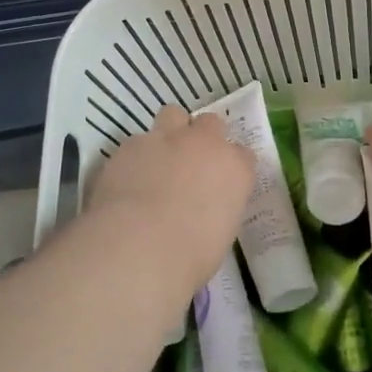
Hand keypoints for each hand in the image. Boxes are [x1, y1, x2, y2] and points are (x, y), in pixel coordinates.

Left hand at [86, 106, 255, 289]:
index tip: (222, 182)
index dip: (231, 166)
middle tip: (191, 162)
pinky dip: (136, 156)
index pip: (243, 155)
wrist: (139, 246)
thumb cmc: (191, 256)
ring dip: (170, 131)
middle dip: (203, 137)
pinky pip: (138, 140)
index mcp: (235, 169)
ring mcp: (166, 138)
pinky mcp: (131, 144)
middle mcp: (204, 144)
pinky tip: (128, 177)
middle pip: (211, 123)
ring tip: (159, 158)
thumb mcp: (219, 235)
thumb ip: (216, 210)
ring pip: (173, 115)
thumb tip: (202, 211)